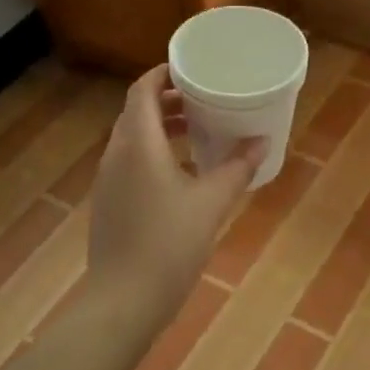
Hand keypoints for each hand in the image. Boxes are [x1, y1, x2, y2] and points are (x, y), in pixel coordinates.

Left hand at [85, 66, 265, 343]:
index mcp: (138, 144)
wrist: (123, 300)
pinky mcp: (109, 204)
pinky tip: (182, 174)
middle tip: (203, 100)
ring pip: (133, 139)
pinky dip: (154, 153)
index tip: (191, 69)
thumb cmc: (169, 244)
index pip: (143, 91)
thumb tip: (261, 141)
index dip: (163, 74)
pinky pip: (130, 163)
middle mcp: (117, 155)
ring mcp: (108, 181)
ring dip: (161, 129)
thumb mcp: (211, 203)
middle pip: (137, 113)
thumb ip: (237, 168)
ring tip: (197, 132)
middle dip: (168, 101)